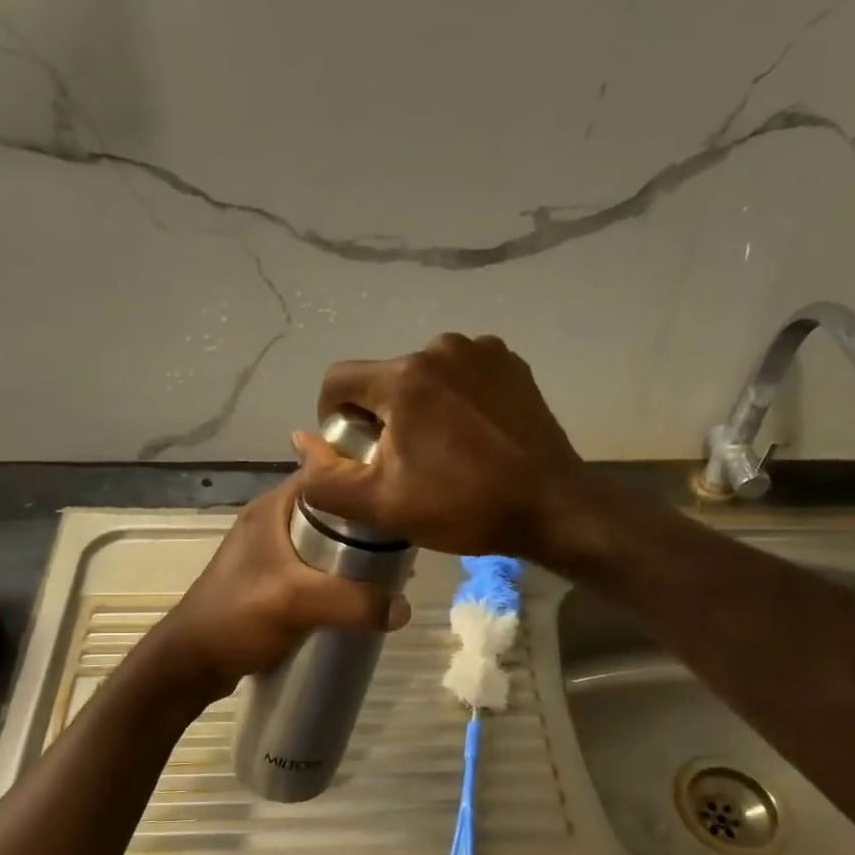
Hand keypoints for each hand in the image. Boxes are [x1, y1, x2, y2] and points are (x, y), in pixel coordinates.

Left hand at [145, 473, 411, 703]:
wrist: (189, 664)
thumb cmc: (236, 617)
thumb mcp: (297, 602)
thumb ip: (353, 602)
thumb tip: (405, 608)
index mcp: (272, 508)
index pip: (326, 475)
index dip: (363, 480)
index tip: (401, 497)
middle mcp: (271, 523)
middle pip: (331, 512)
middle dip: (366, 526)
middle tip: (402, 544)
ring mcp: (268, 554)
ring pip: (324, 544)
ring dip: (352, 556)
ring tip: (388, 573)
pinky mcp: (270, 583)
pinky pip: (314, 571)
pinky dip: (336, 579)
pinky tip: (357, 598)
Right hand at [295, 333, 591, 560]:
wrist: (553, 507)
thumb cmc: (464, 507)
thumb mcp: (382, 506)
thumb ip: (327, 479)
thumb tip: (301, 441)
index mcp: (404, 377)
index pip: (338, 380)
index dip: (334, 418)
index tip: (356, 454)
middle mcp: (440, 347)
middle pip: (383, 379)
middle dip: (381, 417)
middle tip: (403, 464)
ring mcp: (482, 350)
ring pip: (423, 375)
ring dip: (419, 406)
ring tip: (441, 450)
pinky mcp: (511, 363)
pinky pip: (461, 374)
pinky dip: (455, 398)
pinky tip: (473, 435)